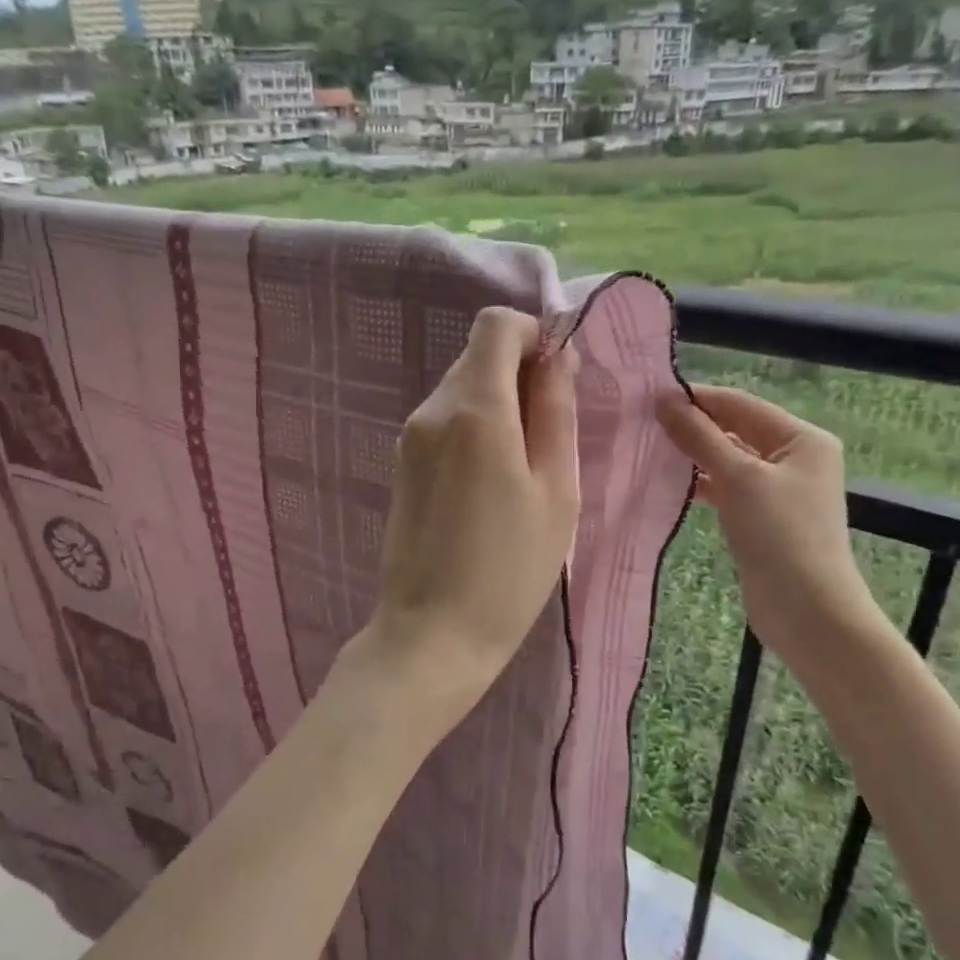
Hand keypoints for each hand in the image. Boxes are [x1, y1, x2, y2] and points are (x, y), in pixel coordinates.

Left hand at [365, 307, 580, 722]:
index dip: (534, 336)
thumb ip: (556, 413)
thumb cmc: (509, 571)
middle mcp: (432, 410)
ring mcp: (409, 437)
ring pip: (462, 388)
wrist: (431, 634)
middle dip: (521, 374)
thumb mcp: (556, 492)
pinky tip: (491, 485)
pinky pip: (445, 421)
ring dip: (499, 406)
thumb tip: (557, 357)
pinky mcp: (401, 463)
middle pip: (479, 355)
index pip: (496, 324)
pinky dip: (475, 429)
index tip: (559, 379)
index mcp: (475, 409)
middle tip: (551, 436)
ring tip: (524, 470)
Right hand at [657, 384, 877, 660]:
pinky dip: (702, 483)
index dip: (697, 398)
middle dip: (693, 426)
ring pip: (729, 459)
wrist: (807, 610)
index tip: (650, 397)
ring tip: (649, 449)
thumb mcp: (738, 478)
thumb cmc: (780, 534)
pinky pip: (728, 487)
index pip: (741, 404)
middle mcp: (794, 457)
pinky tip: (671, 483)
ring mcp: (779, 489)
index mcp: (802, 438)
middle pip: (735, 429)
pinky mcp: (763, 517)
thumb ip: (700, 437)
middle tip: (643, 423)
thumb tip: (664, 401)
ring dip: (694, 455)